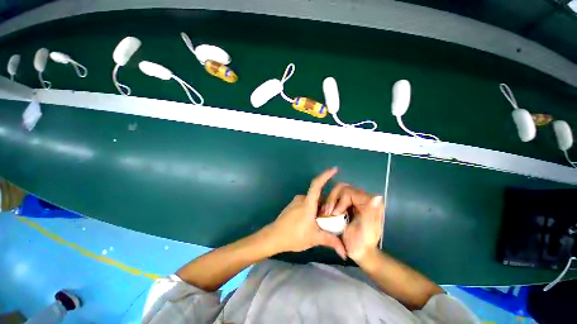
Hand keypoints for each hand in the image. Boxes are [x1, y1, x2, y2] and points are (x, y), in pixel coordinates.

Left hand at [266, 168, 346, 258]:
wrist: (273, 237)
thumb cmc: (294, 235)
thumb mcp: (314, 238)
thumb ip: (331, 242)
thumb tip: (345, 253)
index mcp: (308, 203)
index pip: (317, 184)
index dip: (326, 175)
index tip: (334, 169)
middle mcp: (302, 199)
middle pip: (318, 196)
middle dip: (327, 204)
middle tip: (334, 216)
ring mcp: (296, 202)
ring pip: (312, 201)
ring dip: (319, 208)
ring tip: (324, 222)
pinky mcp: (292, 206)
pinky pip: (306, 204)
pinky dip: (313, 210)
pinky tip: (314, 221)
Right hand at [322, 184, 384, 261]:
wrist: (359, 253)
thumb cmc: (362, 244)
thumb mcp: (366, 230)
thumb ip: (370, 213)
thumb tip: (378, 196)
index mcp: (369, 202)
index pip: (348, 192)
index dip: (339, 202)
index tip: (334, 215)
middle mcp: (362, 198)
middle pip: (342, 188)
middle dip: (332, 199)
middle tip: (328, 213)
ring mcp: (354, 200)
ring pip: (337, 191)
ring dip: (330, 202)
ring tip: (327, 214)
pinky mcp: (348, 203)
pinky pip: (335, 197)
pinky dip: (329, 204)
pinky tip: (327, 213)